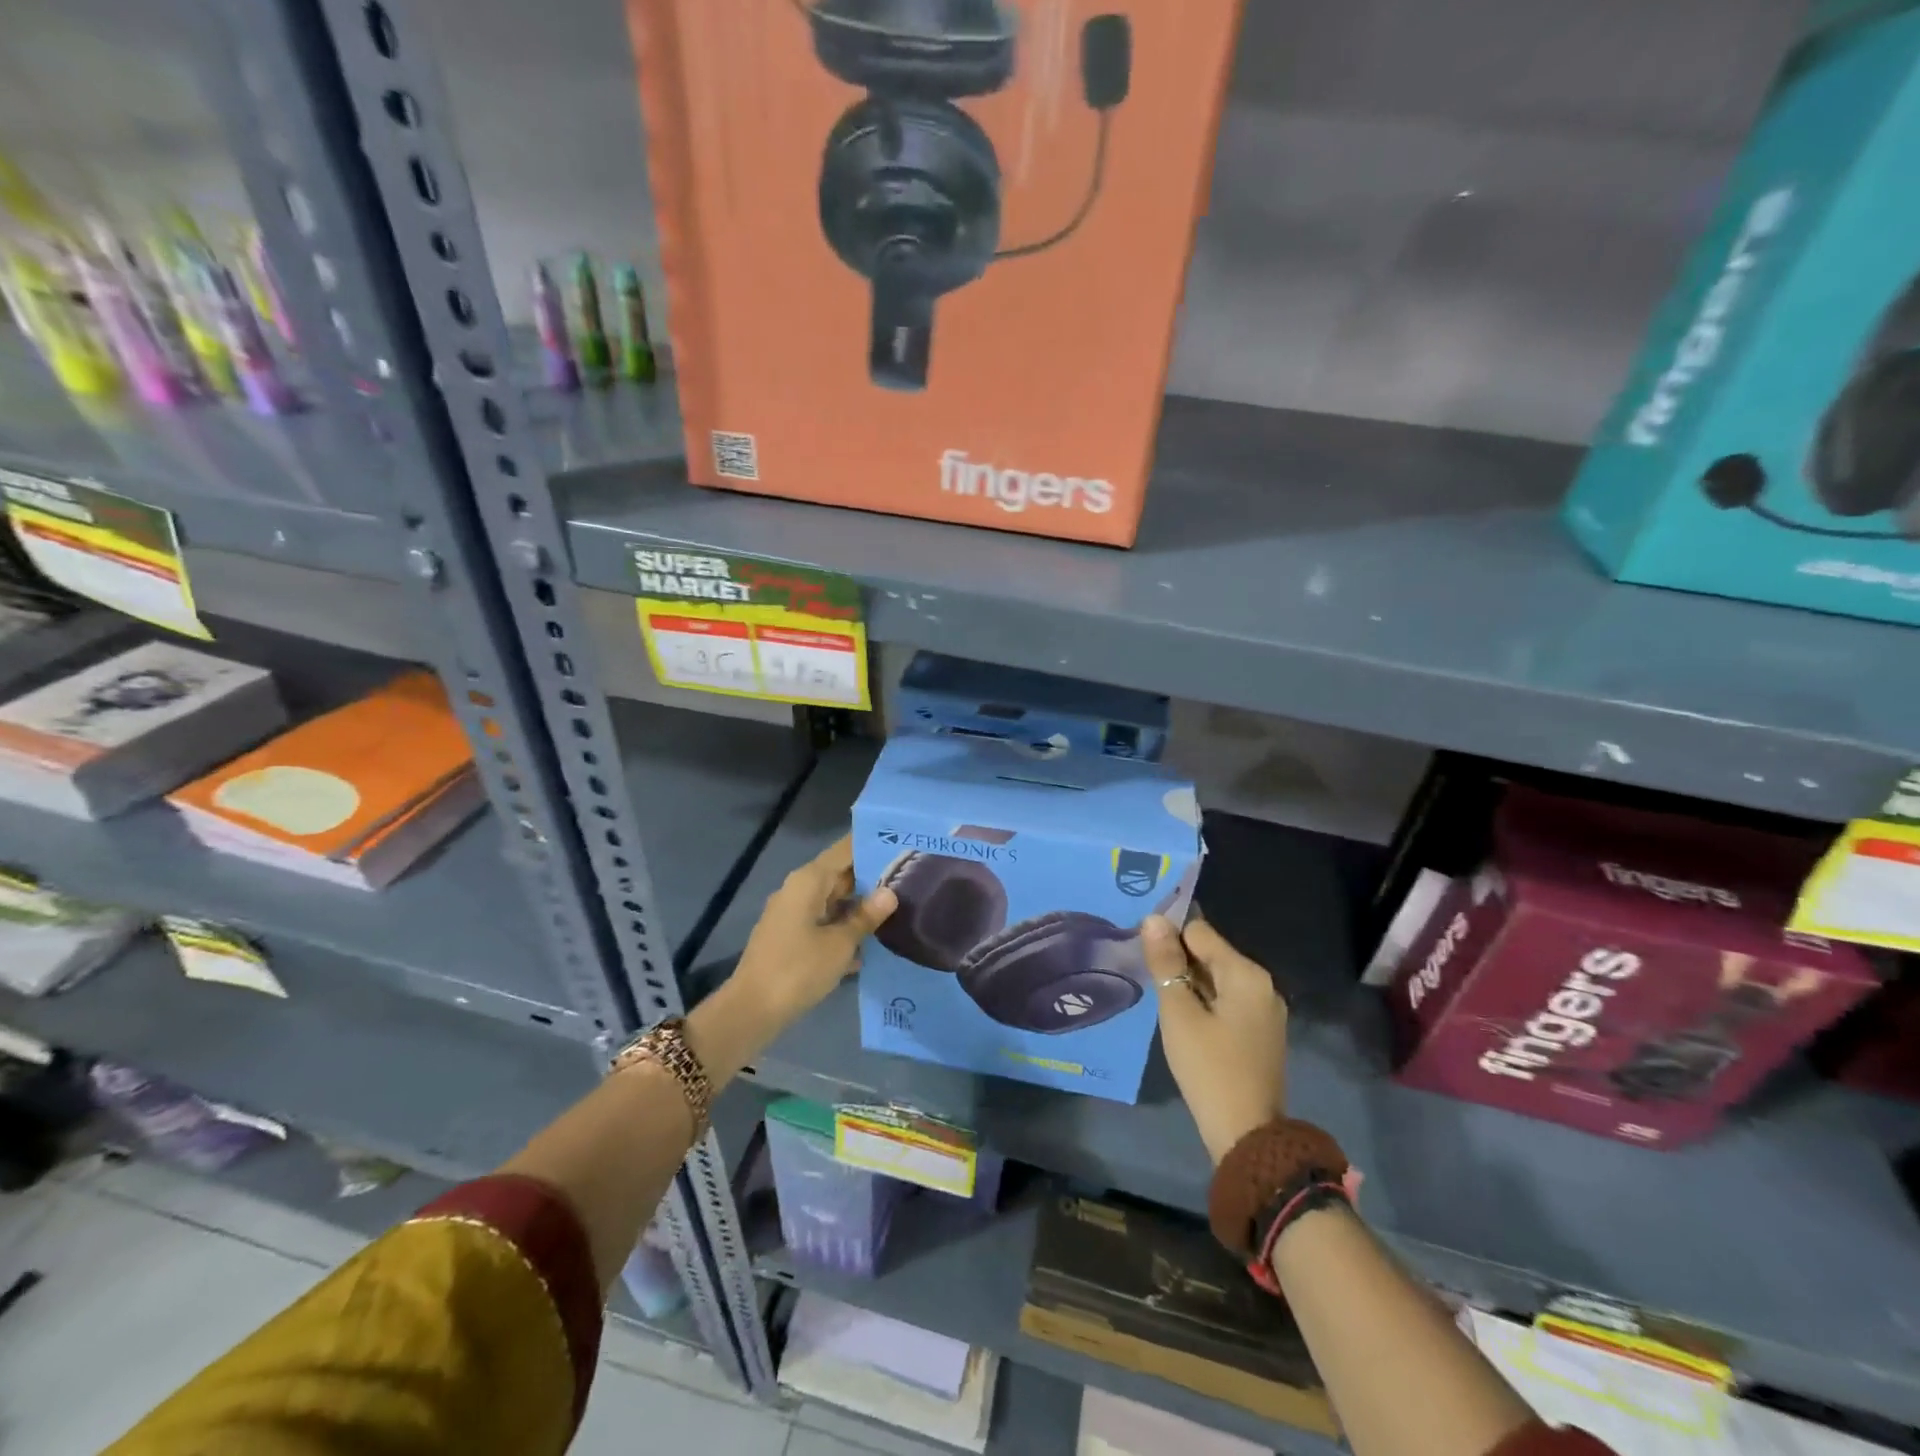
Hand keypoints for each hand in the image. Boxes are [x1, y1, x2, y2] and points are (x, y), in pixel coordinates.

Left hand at [732, 835, 895, 1025]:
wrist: (751, 1011)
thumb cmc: (798, 970)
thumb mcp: (840, 944)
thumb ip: (866, 916)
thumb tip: (890, 893)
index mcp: (809, 881)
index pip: (846, 850)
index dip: (872, 845)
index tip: (903, 842)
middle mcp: (799, 890)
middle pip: (841, 874)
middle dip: (873, 878)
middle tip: (910, 878)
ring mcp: (793, 914)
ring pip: (834, 900)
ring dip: (861, 906)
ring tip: (900, 908)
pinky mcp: (792, 937)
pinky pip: (825, 922)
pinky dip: (845, 928)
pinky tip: (872, 944)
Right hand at [1146, 915, 1288, 1164]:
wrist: (1247, 1135)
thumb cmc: (1209, 1068)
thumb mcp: (1179, 1013)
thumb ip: (1166, 962)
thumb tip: (1153, 919)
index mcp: (1246, 973)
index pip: (1199, 931)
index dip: (1169, 938)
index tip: (1145, 956)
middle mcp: (1262, 984)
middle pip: (1210, 953)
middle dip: (1179, 962)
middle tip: (1149, 980)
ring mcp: (1265, 1010)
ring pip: (1217, 979)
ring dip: (1189, 984)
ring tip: (1163, 1001)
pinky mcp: (1261, 1033)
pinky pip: (1227, 1001)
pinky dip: (1204, 1003)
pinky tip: (1184, 1022)